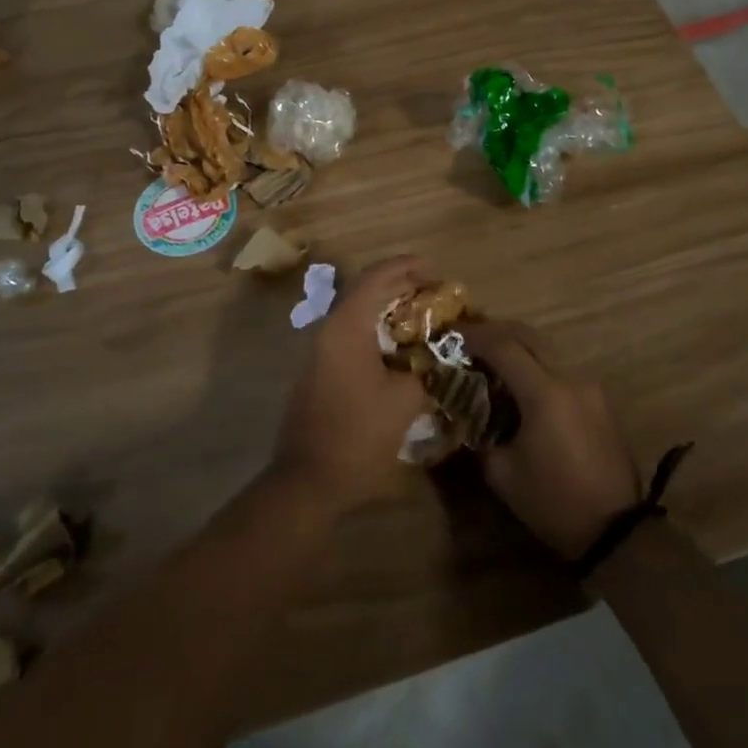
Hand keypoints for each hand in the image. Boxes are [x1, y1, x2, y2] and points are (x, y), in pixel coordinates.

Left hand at [273, 256, 435, 516]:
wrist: (308, 480)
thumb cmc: (358, 435)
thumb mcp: (405, 400)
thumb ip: (426, 369)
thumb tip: (439, 357)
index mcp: (347, 327)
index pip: (377, 277)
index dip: (407, 266)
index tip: (435, 268)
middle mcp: (330, 330)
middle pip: (367, 291)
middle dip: (402, 286)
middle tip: (436, 293)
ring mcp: (321, 351)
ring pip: (359, 314)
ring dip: (390, 311)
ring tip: (425, 318)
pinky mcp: (320, 371)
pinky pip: (353, 336)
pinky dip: (379, 332)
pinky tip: (402, 349)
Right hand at [469, 321, 640, 560]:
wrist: (616, 531)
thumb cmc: (553, 501)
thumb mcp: (502, 474)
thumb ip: (480, 436)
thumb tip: (468, 418)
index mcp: (544, 392)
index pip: (504, 346)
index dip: (474, 336)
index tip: (451, 335)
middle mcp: (569, 379)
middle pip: (529, 336)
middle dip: (496, 331)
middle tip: (469, 339)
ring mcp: (589, 389)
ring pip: (548, 352)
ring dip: (519, 350)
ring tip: (493, 364)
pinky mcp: (599, 403)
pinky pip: (561, 373)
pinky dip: (537, 369)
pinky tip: (522, 390)